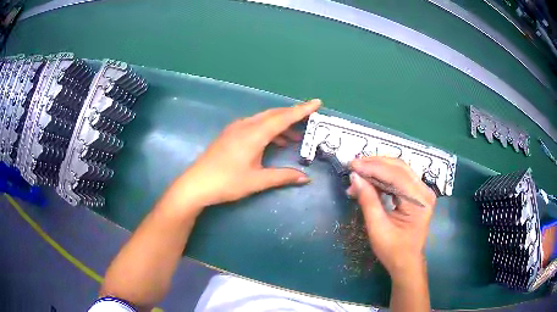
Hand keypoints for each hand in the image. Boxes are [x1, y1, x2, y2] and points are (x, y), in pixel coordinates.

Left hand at [164, 99, 321, 212]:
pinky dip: (268, 130)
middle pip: (273, 114)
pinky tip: (273, 141)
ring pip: (263, 119)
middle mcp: (245, 126)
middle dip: (292, 115)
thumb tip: (305, 179)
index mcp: (254, 134)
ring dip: (280, 125)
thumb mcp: (257, 181)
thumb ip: (282, 176)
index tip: (317, 102)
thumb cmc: (226, 182)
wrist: (196, 184)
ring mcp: (236, 128)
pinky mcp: (230, 134)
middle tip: (309, 119)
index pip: (283, 118)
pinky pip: (254, 125)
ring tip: (295, 137)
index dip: (302, 110)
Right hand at [346, 157, 435, 279]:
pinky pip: (400, 178)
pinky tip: (370, 180)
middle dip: (375, 164)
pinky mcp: (417, 194)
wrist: (406, 262)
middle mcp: (424, 191)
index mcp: (419, 201)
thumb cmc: (392, 250)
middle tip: (354, 165)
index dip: (373, 167)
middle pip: (399, 168)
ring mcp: (422, 191)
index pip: (396, 175)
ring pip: (399, 170)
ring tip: (358, 174)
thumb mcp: (377, 227)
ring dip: (378, 169)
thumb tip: (354, 177)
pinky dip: (383, 177)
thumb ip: (367, 200)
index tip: (352, 165)